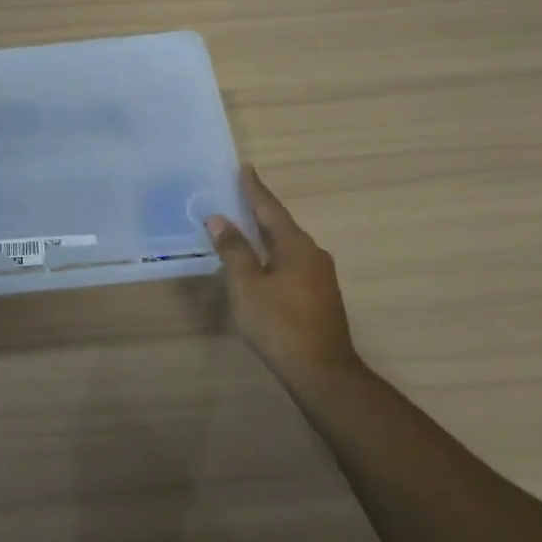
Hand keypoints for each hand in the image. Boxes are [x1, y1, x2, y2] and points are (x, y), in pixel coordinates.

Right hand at [207, 167, 362, 390]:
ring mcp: (320, 276)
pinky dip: (272, 254)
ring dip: (265, 235)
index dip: (254, 189)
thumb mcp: (247, 285)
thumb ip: (233, 250)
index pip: (270, 208)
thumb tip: (219, 219)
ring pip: (286, 246)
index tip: (245, 168)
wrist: (322, 373)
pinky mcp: (319, 296)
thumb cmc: (280, 323)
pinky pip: (291, 263)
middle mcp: (312, 253)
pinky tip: (259, 262)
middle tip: (237, 194)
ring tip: (243, 226)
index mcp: (296, 245)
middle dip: (259, 210)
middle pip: (280, 225)